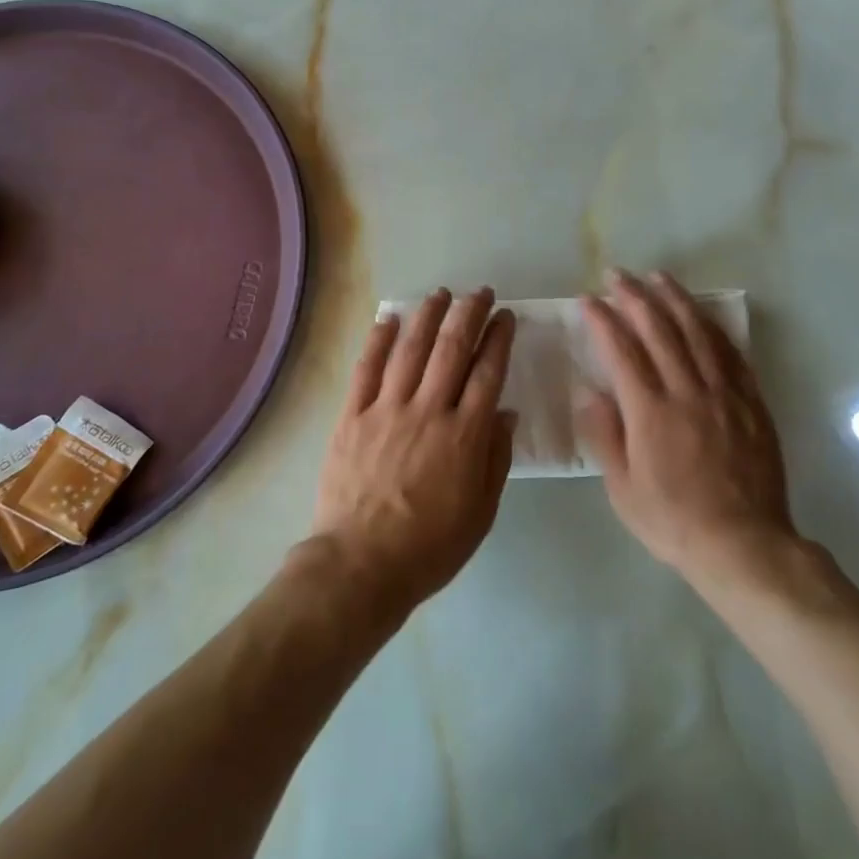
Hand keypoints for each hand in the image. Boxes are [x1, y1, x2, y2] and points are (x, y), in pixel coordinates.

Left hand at [311, 288, 515, 613]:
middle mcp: (428, 410)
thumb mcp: (481, 512)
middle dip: (469, 314)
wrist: (361, 565)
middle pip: (452, 348)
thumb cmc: (430, 546)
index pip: (487, 371)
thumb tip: (505, 412)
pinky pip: (367, 368)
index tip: (506, 317)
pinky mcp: (353, 416)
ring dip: (428, 315)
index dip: (499, 338)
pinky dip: (379, 340)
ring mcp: (387, 409)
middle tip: (480, 292)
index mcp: (464, 434)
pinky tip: (389, 319)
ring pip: (411, 348)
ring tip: (440, 294)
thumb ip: (495, 458)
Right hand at [577, 270, 797, 585]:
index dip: (603, 320)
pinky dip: (713, 327)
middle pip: (659, 329)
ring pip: (697, 332)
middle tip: (618, 274)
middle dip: (635, 296)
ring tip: (658, 277)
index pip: (622, 351)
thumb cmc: (673, 521)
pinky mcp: (751, 402)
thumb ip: (604, 435)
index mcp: (650, 412)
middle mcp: (687, 391)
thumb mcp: (623, 489)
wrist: (744, 544)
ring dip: (675, 299)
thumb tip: (589, 391)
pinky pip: (730, 353)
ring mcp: (723, 393)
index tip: (588, 300)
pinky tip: (703, 314)